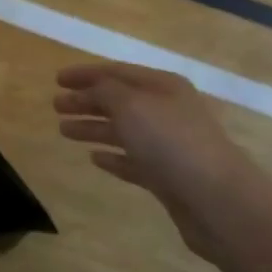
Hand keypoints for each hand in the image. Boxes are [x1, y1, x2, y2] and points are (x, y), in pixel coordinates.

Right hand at [54, 63, 263, 260]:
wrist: (216, 199)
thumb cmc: (171, 142)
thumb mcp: (131, 105)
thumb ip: (105, 92)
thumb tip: (92, 89)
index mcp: (162, 86)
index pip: (117, 73)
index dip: (85, 74)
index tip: (56, 80)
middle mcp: (166, 111)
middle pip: (119, 101)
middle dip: (86, 101)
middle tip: (56, 106)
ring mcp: (168, 145)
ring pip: (123, 131)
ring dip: (93, 128)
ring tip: (63, 131)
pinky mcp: (167, 176)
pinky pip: (133, 161)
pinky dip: (112, 157)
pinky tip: (93, 159)